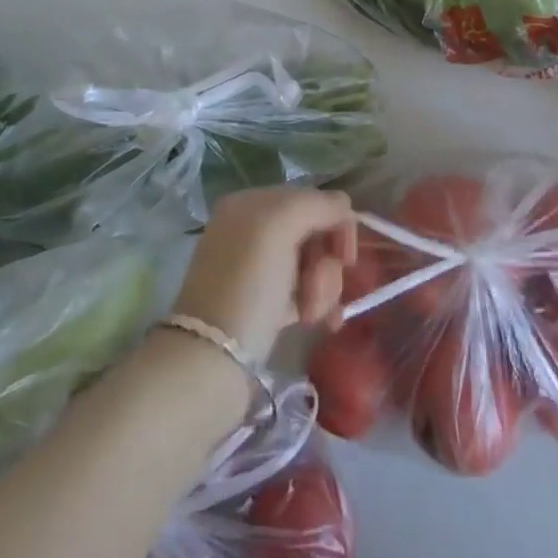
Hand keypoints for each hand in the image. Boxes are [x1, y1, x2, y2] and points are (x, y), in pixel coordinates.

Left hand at [173, 187, 357, 362]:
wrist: (211, 359)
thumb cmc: (248, 283)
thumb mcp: (280, 226)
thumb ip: (317, 205)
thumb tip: (344, 207)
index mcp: (252, 203)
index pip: (311, 199)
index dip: (335, 223)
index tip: (345, 256)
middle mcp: (253, 230)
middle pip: (314, 234)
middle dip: (326, 262)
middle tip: (319, 289)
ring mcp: (259, 267)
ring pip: (312, 264)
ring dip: (323, 287)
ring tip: (313, 314)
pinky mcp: (265, 303)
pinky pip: (303, 291)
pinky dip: (317, 304)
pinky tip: (321, 322)